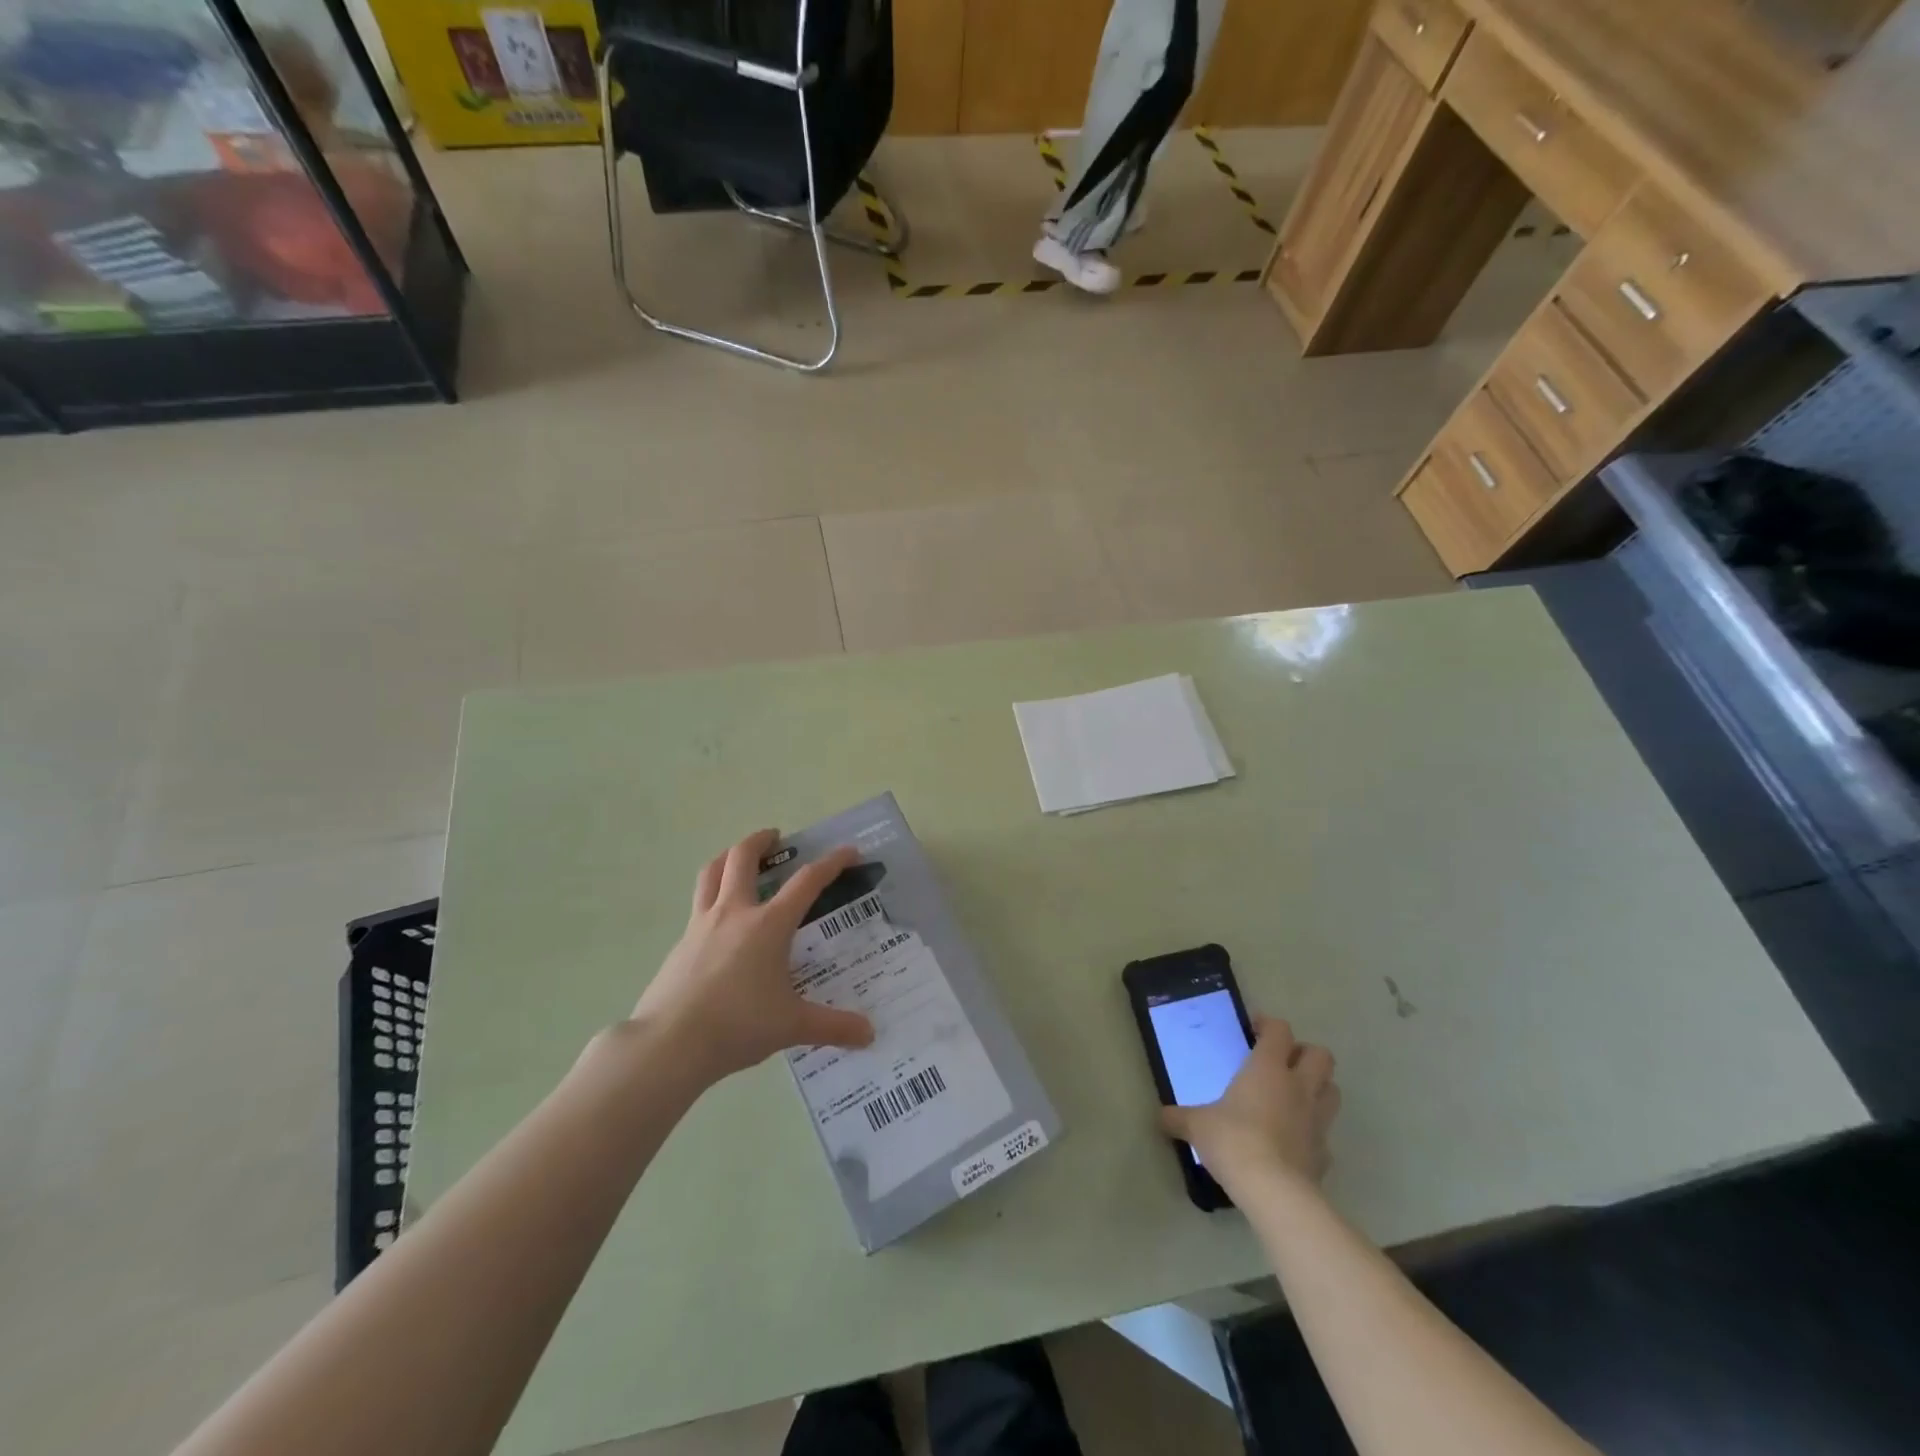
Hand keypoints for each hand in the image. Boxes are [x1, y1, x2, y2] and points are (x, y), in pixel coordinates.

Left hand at [631, 829, 875, 1085]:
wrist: (669, 1044)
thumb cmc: (738, 1025)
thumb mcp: (792, 1026)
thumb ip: (833, 1025)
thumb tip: (870, 1035)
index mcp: (768, 924)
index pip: (807, 881)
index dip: (831, 863)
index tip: (849, 852)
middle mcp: (734, 913)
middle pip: (743, 858)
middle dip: (761, 840)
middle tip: (776, 838)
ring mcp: (701, 925)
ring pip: (710, 873)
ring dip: (727, 857)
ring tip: (738, 859)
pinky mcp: (680, 944)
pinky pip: (697, 905)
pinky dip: (711, 896)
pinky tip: (719, 920)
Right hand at [1161, 1016, 1338, 1195]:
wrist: (1274, 1192)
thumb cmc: (1233, 1141)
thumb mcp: (1197, 1125)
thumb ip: (1179, 1117)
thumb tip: (1161, 1117)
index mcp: (1268, 1068)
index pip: (1280, 1030)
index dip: (1269, 1025)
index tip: (1254, 1030)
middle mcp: (1298, 1087)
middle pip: (1321, 1055)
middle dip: (1305, 1054)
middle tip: (1281, 1062)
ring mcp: (1317, 1121)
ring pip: (1332, 1090)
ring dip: (1318, 1088)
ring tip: (1293, 1097)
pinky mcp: (1325, 1154)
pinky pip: (1325, 1134)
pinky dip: (1314, 1133)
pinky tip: (1294, 1141)